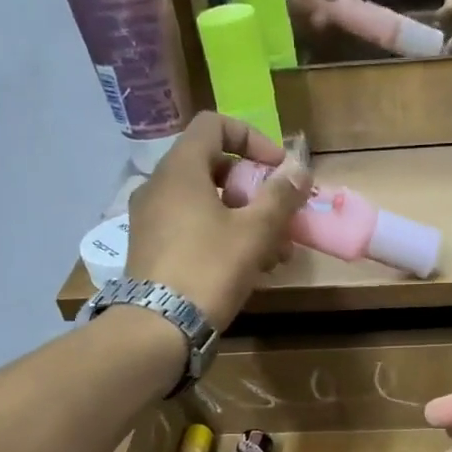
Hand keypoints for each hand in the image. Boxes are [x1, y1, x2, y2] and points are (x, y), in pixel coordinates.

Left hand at [124, 112, 311, 330]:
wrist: (159, 327)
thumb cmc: (209, 269)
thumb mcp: (255, 233)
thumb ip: (280, 197)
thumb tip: (299, 169)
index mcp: (181, 169)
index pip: (214, 125)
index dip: (252, 139)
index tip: (278, 170)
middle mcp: (159, 186)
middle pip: (213, 168)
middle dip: (254, 190)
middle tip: (280, 218)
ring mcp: (151, 219)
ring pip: (205, 203)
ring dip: (244, 220)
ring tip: (274, 255)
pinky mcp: (151, 249)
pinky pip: (192, 228)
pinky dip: (221, 237)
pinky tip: (246, 269)